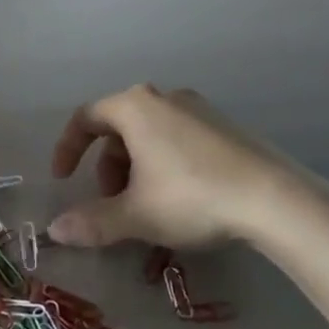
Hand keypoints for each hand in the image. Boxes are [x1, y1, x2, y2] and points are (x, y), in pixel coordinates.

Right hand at [47, 84, 307, 248]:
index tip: (63, 180)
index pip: (86, 118)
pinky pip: (179, 141)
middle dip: (108, 170)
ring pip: (150, 138)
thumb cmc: (191, 197)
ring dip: (137, 173)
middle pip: (119, 130)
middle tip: (114, 205)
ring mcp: (199, 109)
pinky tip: (181, 204)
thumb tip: (54, 230)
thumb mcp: (135, 215)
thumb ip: (91, 222)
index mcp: (135, 106)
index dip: (67, 148)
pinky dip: (166, 168)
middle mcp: (164, 98)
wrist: (273, 198)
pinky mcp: (224, 127)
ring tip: (149, 212)